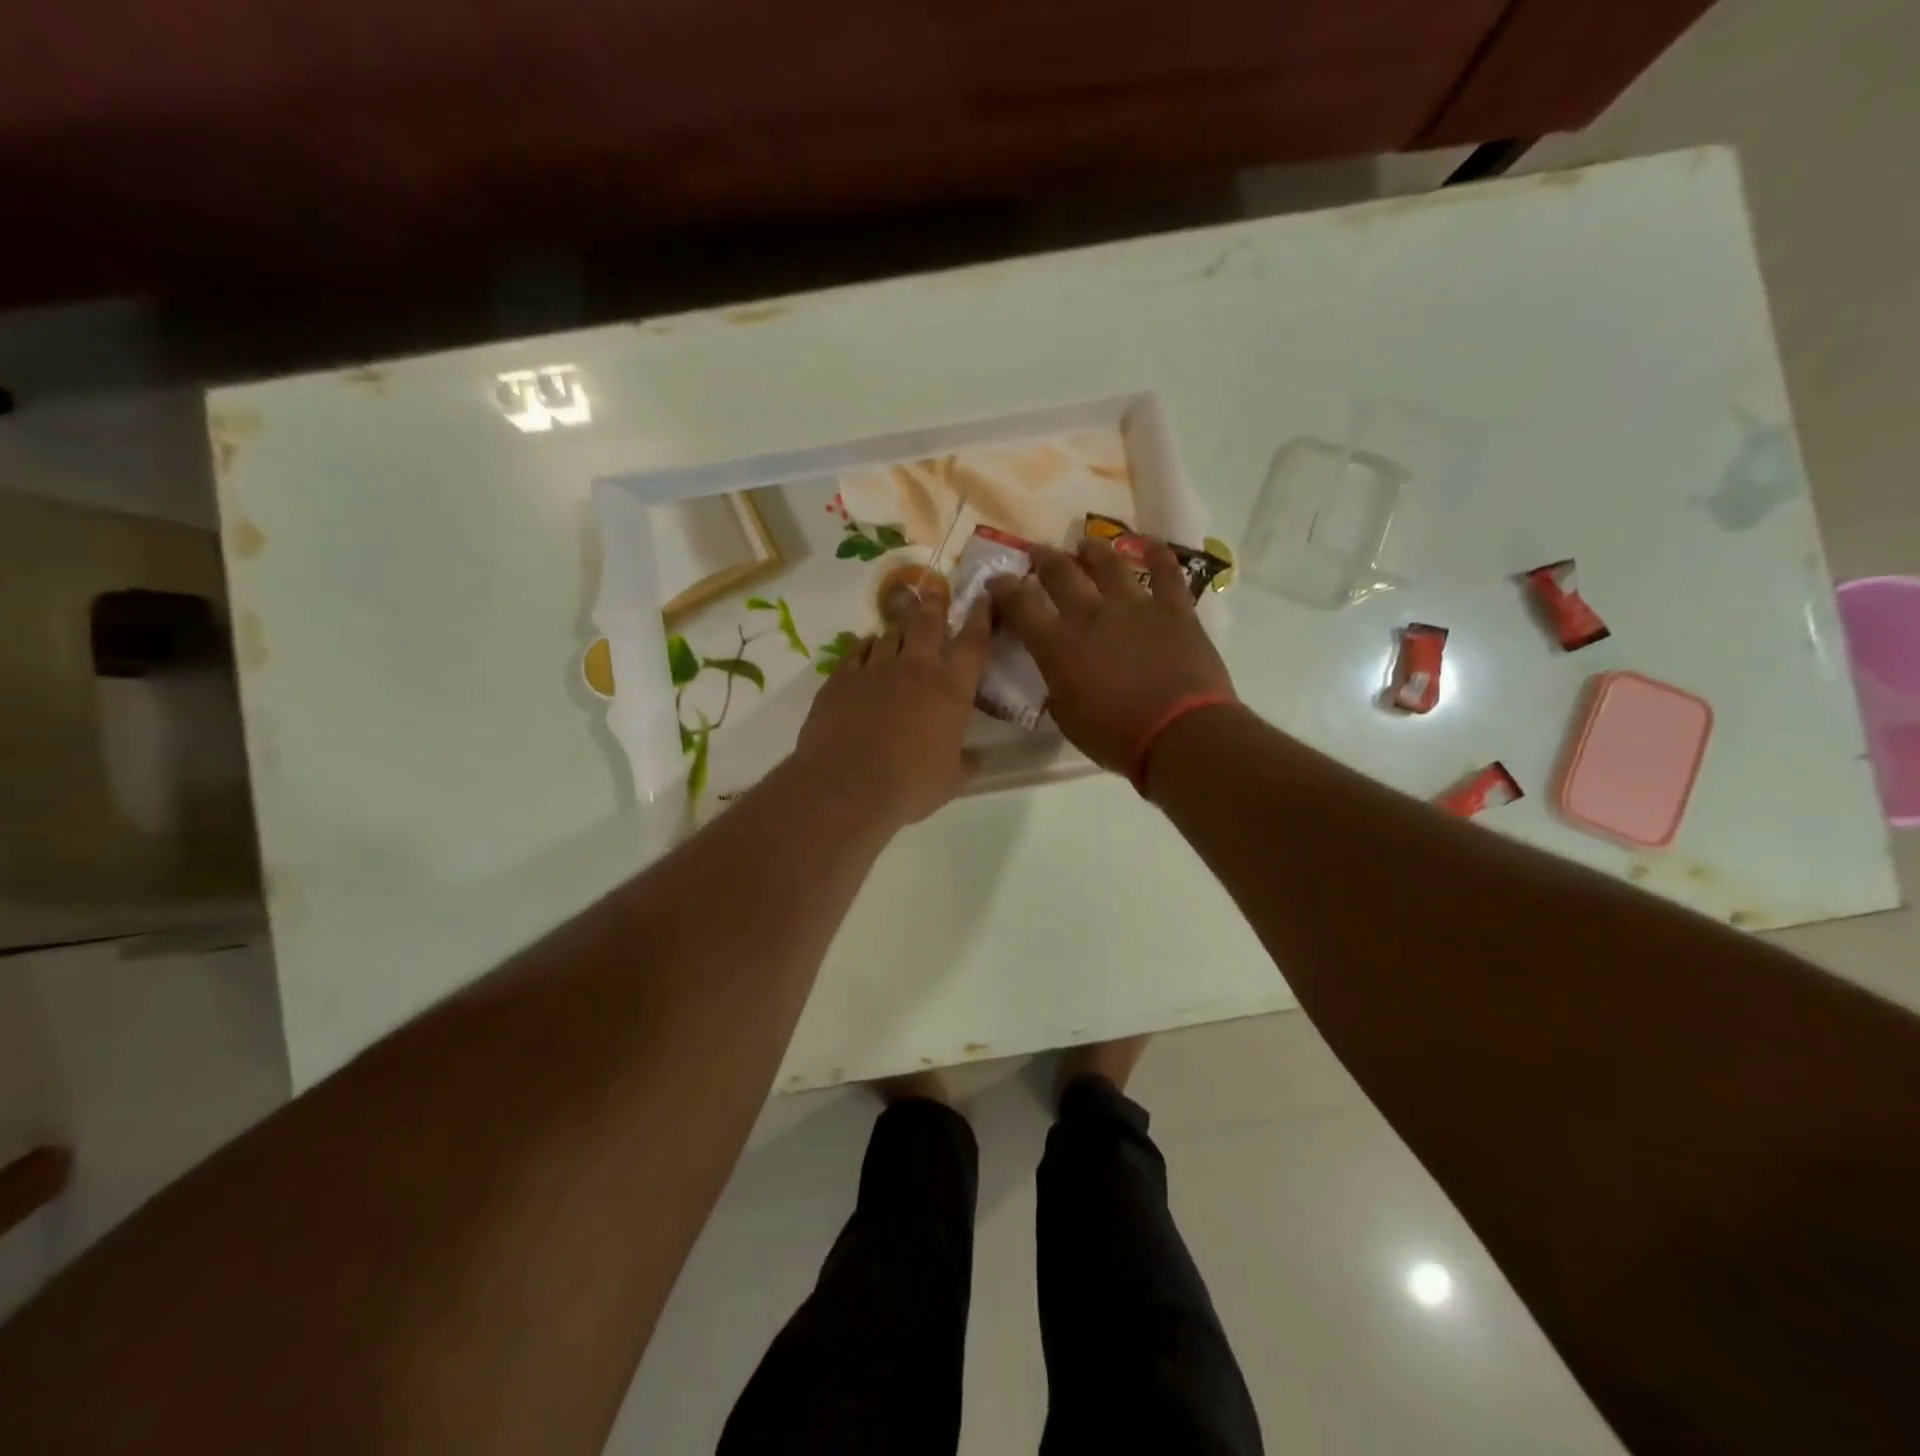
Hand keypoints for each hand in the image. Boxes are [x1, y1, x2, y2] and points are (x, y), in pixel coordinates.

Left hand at [796, 595, 991, 825]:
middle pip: (928, 623)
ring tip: (902, 626)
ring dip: (899, 628)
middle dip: (935, 604)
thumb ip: (966, 762)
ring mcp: (874, 669)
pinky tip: (867, 647)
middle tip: (936, 590)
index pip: (973, 642)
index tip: (982, 596)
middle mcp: (915, 668)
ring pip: (890, 634)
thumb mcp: (951, 779)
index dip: (981, 616)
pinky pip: (857, 652)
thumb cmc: (910, 785)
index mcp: (951, 689)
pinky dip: (866, 646)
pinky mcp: (841, 679)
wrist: (847, 787)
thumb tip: (977, 758)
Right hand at [987, 538, 1233, 774]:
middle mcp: (1090, 614)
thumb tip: (1057, 671)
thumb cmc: (1115, 737)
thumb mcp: (1067, 717)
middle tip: (1037, 553)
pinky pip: (1166, 572)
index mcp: (1057, 644)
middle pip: (1060, 573)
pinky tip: (1151, 542)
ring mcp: (1134, 606)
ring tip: (1086, 544)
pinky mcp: (1174, 609)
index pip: (1020, 605)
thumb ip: (1057, 685)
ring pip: (1109, 563)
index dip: (1004, 589)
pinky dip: (1158, 553)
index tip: (997, 581)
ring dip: (1093, 550)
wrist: (1178, 735)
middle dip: (1044, 559)